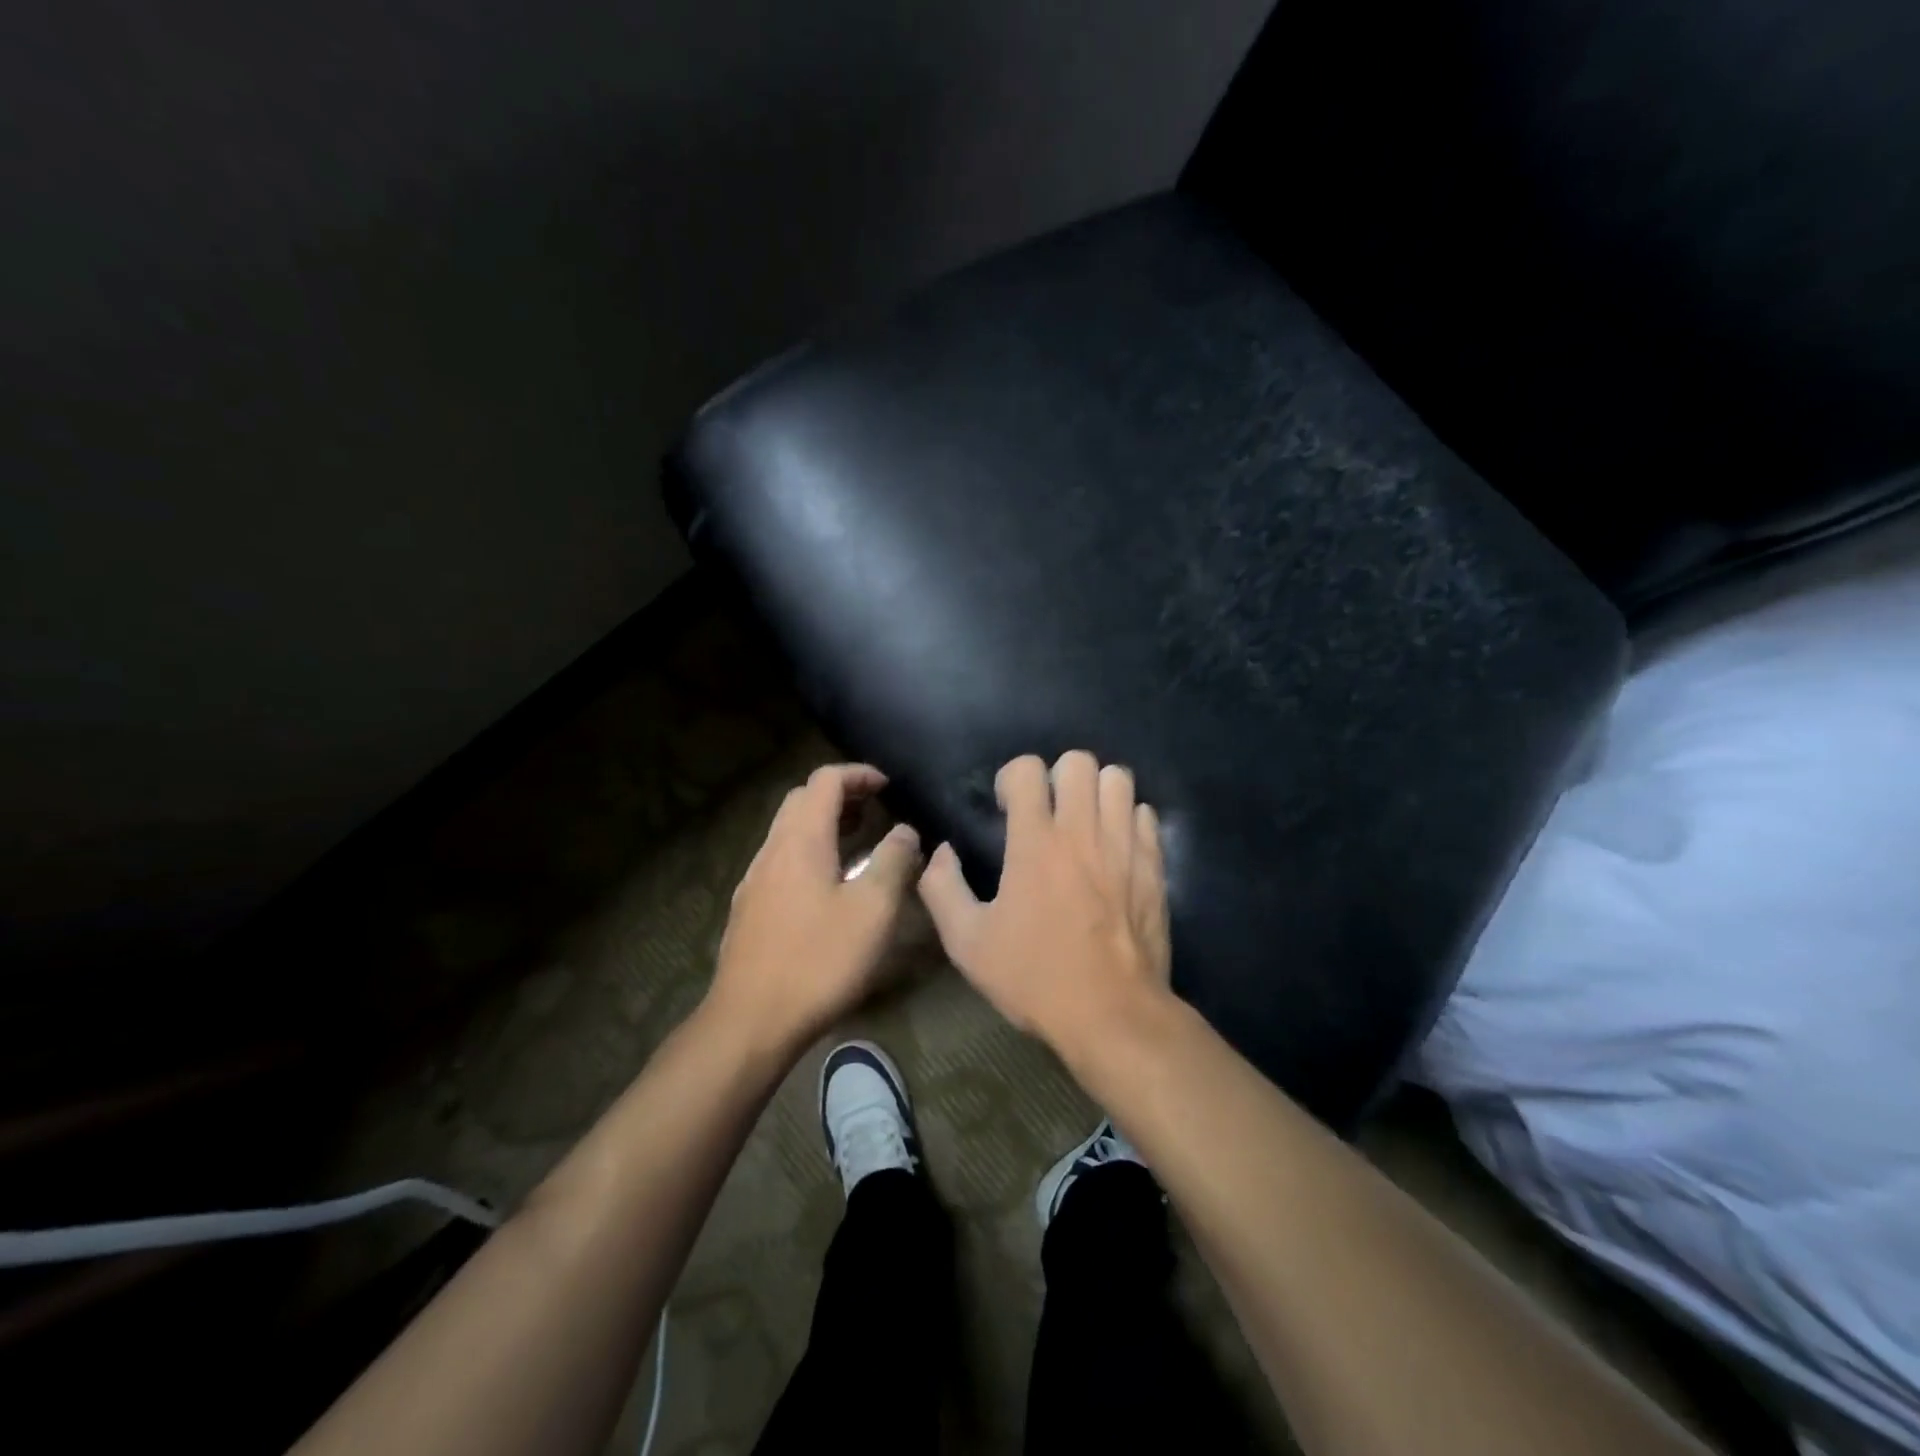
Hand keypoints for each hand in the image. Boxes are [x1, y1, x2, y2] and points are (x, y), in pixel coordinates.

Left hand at [708, 764, 921, 1051]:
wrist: (751, 1021)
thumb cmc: (819, 960)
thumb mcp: (873, 910)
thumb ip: (893, 861)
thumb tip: (904, 830)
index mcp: (801, 841)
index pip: (825, 781)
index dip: (858, 774)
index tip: (888, 786)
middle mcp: (772, 850)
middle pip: (801, 800)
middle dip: (839, 794)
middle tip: (874, 809)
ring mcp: (755, 880)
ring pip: (788, 831)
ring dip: (822, 823)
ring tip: (857, 841)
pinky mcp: (749, 909)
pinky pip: (781, 859)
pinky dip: (809, 851)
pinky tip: (828, 885)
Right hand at [917, 751, 1169, 1052]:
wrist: (1112, 1014)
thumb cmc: (1034, 977)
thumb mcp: (967, 943)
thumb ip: (942, 889)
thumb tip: (942, 852)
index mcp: (1035, 842)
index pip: (1027, 768)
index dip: (1012, 778)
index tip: (1007, 808)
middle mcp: (1082, 831)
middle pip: (1079, 761)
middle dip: (1057, 775)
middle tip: (1048, 810)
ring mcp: (1124, 845)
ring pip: (1118, 778)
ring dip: (1096, 790)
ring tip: (1084, 821)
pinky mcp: (1154, 865)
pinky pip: (1145, 813)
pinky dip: (1127, 817)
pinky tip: (1114, 846)